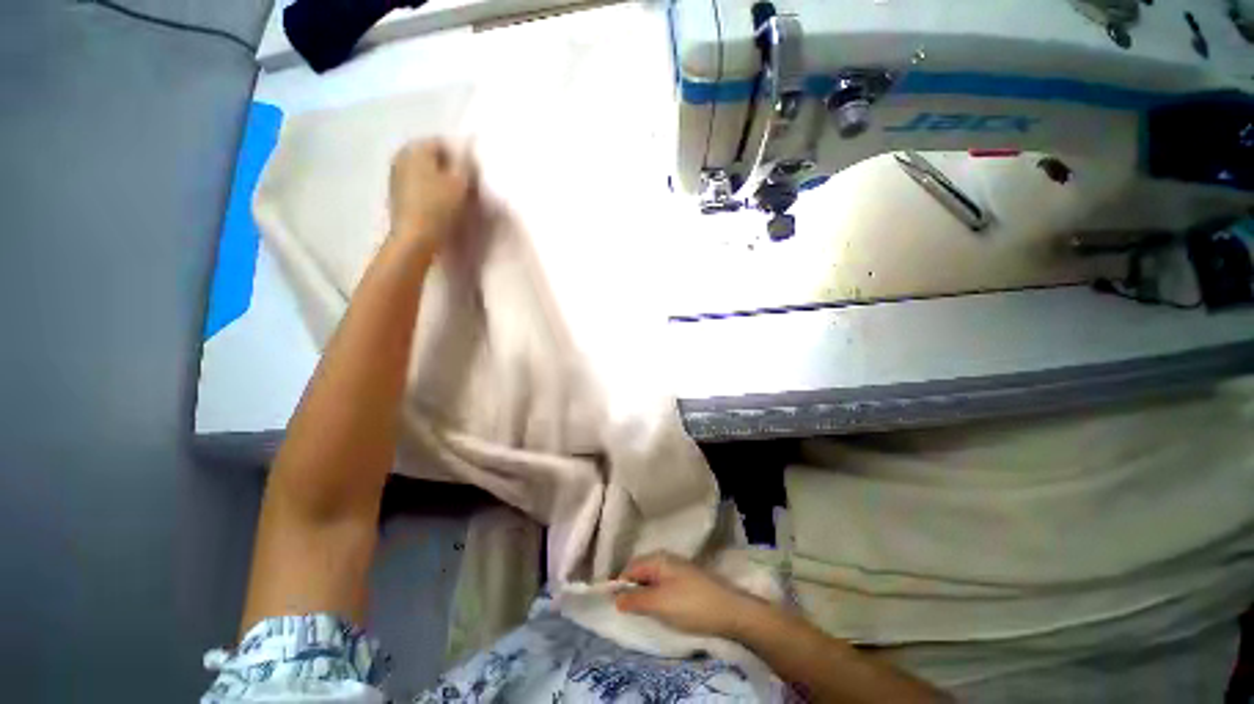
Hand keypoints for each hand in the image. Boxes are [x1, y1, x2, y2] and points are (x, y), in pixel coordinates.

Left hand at [388, 138, 475, 250]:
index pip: (443, 143)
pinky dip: (428, 188)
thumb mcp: (460, 183)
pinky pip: (417, 182)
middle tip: (463, 185)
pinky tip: (438, 203)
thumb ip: (465, 164)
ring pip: (423, 169)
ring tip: (452, 195)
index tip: (470, 174)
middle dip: (447, 167)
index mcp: (417, 148)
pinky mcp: (396, 191)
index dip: (459, 157)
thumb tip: (466, 152)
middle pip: (431, 155)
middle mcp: (402, 154)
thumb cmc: (439, 207)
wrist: (415, 236)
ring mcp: (395, 173)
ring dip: (437, 178)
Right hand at [614, 552, 763, 638]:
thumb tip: (616, 598)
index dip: (620, 586)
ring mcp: (678, 570)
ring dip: (645, 596)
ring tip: (643, 615)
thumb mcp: (660, 604)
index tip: (614, 607)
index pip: (630, 568)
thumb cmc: (691, 605)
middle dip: (632, 591)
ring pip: (652, 581)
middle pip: (641, 573)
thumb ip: (636, 599)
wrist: (730, 611)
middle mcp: (666, 560)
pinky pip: (663, 587)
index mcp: (658, 559)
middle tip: (628, 613)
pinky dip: (657, 598)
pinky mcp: (686, 582)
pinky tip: (660, 612)